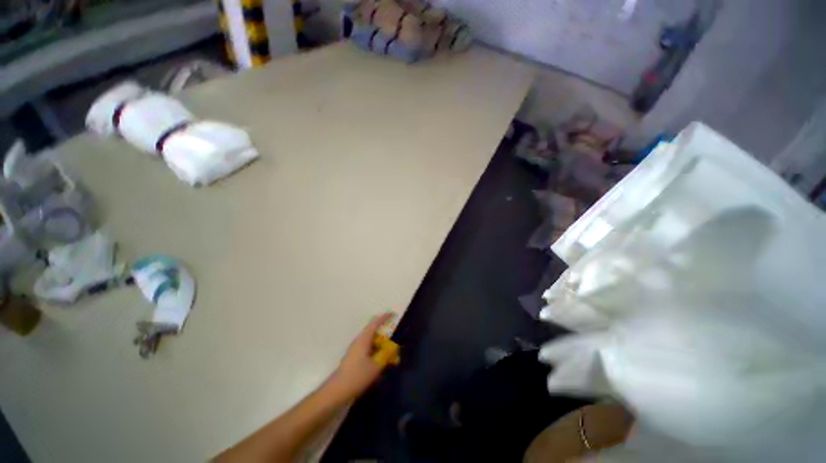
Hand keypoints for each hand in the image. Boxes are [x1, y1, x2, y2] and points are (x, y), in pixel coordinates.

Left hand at [329, 313, 394, 397]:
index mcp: (364, 339)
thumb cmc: (357, 376)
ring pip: (372, 344)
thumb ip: (386, 355)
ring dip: (381, 349)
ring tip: (389, 359)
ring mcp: (356, 350)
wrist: (336, 391)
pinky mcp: (354, 359)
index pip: (375, 323)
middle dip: (385, 339)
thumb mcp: (376, 366)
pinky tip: (380, 368)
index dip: (384, 318)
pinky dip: (376, 356)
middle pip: (374, 334)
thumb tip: (393, 348)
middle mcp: (359, 342)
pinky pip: (368, 352)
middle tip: (394, 348)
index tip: (393, 314)